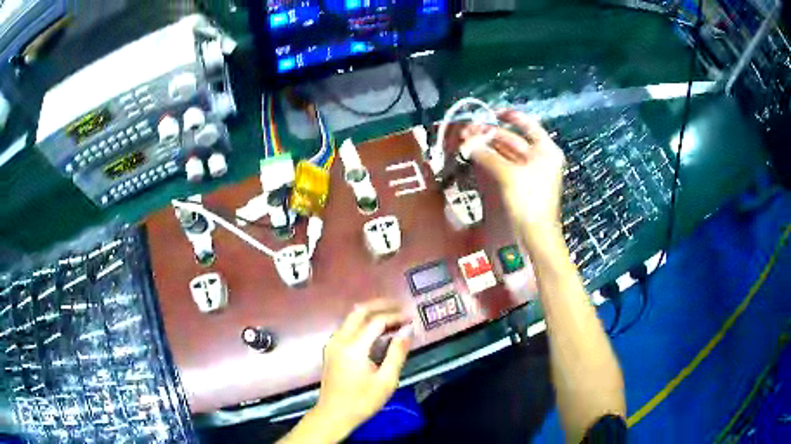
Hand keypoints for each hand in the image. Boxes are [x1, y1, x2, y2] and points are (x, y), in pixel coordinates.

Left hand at [309, 300, 412, 441]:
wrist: (333, 414)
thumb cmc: (362, 401)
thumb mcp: (386, 380)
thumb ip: (397, 353)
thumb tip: (407, 331)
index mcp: (353, 347)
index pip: (376, 321)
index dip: (395, 317)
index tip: (411, 318)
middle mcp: (340, 339)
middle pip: (359, 311)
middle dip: (380, 305)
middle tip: (400, 306)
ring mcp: (332, 343)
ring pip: (352, 318)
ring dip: (371, 313)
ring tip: (392, 316)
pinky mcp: (331, 349)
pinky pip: (348, 327)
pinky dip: (363, 323)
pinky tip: (376, 330)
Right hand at [460, 110, 564, 247]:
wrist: (536, 234)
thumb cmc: (529, 200)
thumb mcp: (509, 175)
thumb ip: (488, 155)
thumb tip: (468, 143)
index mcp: (545, 149)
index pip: (527, 124)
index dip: (509, 116)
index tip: (490, 112)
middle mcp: (539, 156)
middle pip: (513, 139)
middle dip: (489, 135)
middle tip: (467, 132)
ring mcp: (530, 170)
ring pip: (506, 152)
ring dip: (487, 147)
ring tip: (467, 142)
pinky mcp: (521, 182)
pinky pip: (505, 164)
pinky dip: (491, 159)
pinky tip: (476, 155)